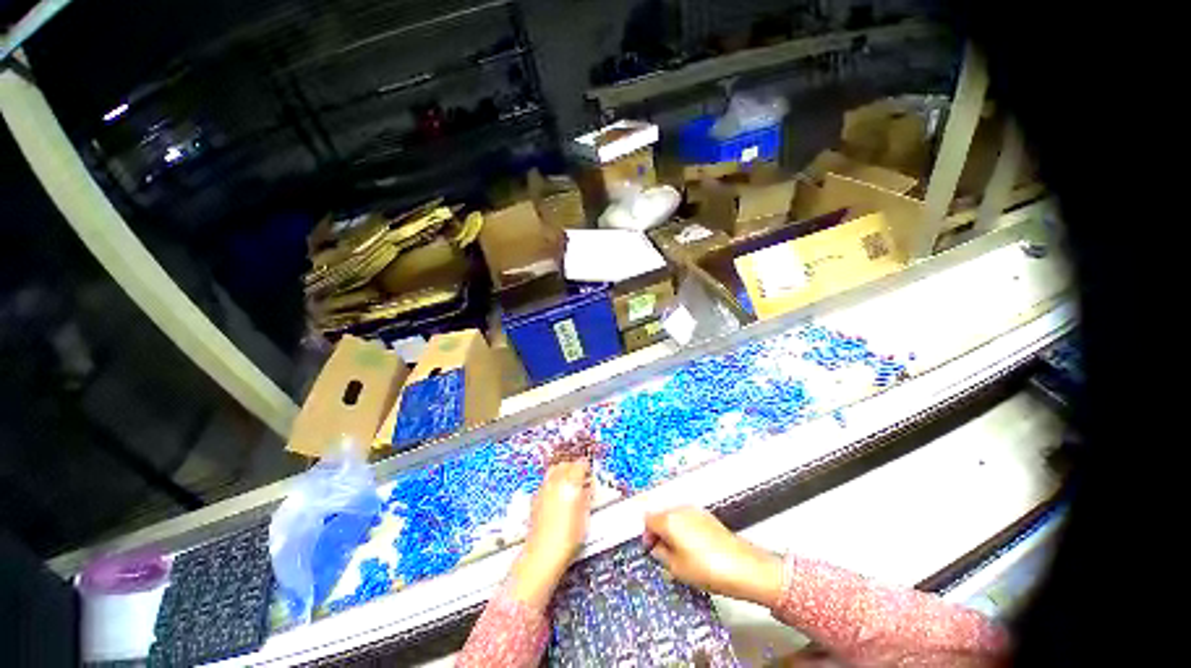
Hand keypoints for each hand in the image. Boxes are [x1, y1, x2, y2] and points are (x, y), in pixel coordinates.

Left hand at [511, 459, 591, 607]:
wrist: (543, 555)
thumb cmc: (567, 539)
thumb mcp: (584, 517)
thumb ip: (585, 497)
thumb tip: (587, 489)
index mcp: (570, 484)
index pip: (580, 465)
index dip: (586, 467)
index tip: (590, 471)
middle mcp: (555, 483)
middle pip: (565, 464)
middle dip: (573, 467)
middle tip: (581, 475)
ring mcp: (543, 490)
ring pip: (553, 471)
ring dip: (562, 472)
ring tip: (570, 482)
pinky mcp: (535, 499)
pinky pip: (546, 482)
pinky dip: (553, 482)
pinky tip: (557, 493)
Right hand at [644, 506, 783, 606]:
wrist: (743, 567)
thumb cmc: (707, 569)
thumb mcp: (676, 568)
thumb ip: (660, 554)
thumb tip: (656, 547)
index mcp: (669, 519)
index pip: (647, 520)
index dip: (647, 535)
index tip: (651, 550)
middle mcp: (680, 509)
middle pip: (661, 515)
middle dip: (659, 531)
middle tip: (663, 552)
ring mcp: (695, 510)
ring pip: (675, 516)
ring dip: (672, 529)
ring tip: (680, 552)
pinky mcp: (707, 515)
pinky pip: (688, 518)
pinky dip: (685, 529)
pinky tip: (694, 547)